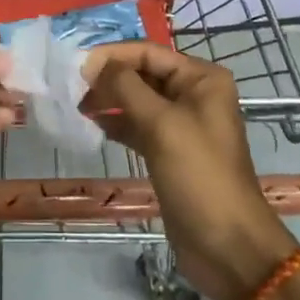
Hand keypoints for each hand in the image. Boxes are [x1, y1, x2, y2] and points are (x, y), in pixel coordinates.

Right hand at [81, 43, 298, 299]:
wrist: (227, 246)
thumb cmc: (198, 175)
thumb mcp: (161, 124)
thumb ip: (126, 87)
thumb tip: (95, 63)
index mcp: (201, 78)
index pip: (148, 53)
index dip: (112, 56)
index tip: (76, 66)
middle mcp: (194, 94)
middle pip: (143, 74)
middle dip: (109, 78)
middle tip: (72, 88)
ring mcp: (182, 124)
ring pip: (138, 100)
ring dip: (110, 100)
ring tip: (78, 106)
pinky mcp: (170, 151)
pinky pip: (139, 126)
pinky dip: (118, 123)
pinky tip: (94, 125)